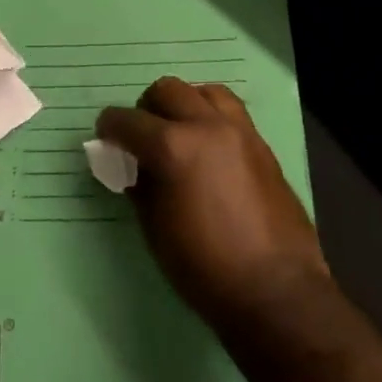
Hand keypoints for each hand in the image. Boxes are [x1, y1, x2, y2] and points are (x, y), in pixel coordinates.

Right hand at [98, 78, 328, 327]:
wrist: (276, 291)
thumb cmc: (203, 266)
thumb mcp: (154, 228)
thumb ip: (139, 185)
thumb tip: (132, 165)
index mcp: (173, 147)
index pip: (128, 120)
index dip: (109, 127)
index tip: (105, 138)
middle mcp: (207, 126)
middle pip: (167, 90)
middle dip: (146, 109)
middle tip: (142, 138)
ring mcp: (240, 131)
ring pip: (204, 91)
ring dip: (184, 105)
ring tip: (179, 134)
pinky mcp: (262, 145)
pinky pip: (231, 113)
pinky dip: (212, 118)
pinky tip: (208, 149)